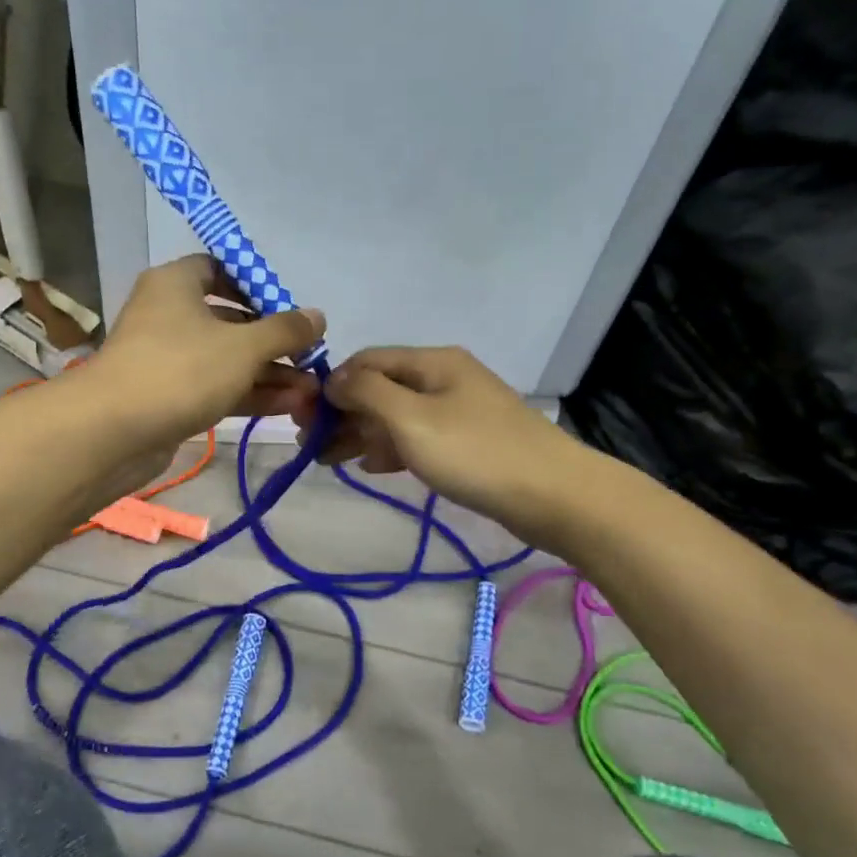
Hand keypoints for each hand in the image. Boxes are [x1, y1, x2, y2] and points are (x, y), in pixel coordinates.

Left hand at [87, 254, 325, 453]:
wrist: (111, 431)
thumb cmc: (180, 369)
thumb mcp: (243, 346)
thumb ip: (284, 330)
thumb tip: (318, 316)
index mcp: (176, 283)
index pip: (220, 269)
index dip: (257, 286)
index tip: (290, 311)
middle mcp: (168, 314)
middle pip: (229, 319)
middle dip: (273, 342)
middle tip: (310, 359)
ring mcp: (166, 358)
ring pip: (225, 359)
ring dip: (267, 373)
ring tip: (311, 390)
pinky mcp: (167, 396)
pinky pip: (214, 387)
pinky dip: (247, 393)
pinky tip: (288, 405)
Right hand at [310, 346, 574, 520]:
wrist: (553, 496)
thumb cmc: (475, 452)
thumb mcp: (411, 418)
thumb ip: (366, 392)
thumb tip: (333, 378)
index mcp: (432, 363)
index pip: (367, 360)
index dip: (332, 384)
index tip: (303, 416)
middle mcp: (443, 379)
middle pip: (381, 388)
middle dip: (342, 413)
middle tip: (309, 443)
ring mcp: (457, 412)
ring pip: (396, 417)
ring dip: (361, 434)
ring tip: (327, 459)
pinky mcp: (467, 444)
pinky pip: (416, 439)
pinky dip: (389, 449)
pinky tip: (369, 467)